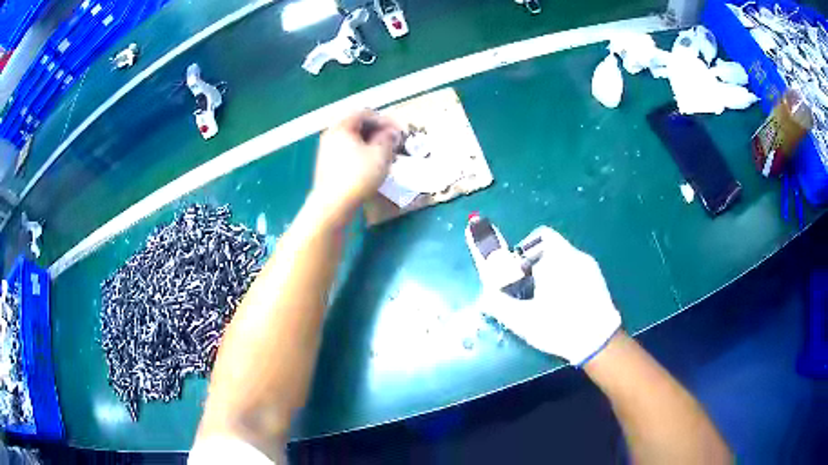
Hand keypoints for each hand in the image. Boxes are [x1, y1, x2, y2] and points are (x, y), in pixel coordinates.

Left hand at [310, 110, 398, 222]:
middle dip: (377, 132)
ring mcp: (327, 151)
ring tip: (385, 155)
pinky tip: (371, 166)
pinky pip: (347, 152)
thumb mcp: (380, 154)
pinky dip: (361, 153)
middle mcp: (331, 135)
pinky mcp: (327, 166)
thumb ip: (388, 138)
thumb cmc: (358, 176)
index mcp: (342, 127)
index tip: (398, 131)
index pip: (364, 113)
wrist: (333, 205)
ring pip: (352, 140)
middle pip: (357, 126)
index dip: (384, 119)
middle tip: (393, 142)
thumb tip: (390, 133)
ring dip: (370, 144)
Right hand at [479, 226, 621, 365]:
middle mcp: (575, 255)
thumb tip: (484, 295)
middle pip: (551, 245)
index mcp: (557, 259)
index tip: (518, 272)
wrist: (599, 342)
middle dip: (535, 262)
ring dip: (550, 270)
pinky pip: (576, 267)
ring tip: (545, 297)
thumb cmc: (559, 327)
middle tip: (528, 287)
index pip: (540, 236)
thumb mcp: (523, 320)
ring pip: (564, 257)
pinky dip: (564, 276)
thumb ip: (499, 304)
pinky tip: (563, 301)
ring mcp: (589, 266)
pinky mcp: (598, 278)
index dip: (524, 250)